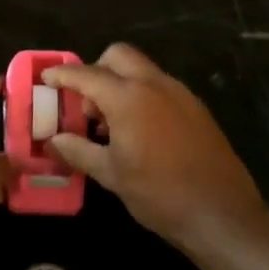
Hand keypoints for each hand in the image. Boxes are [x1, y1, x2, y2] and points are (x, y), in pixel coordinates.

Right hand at [43, 44, 265, 247]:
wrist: (222, 214)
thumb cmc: (159, 194)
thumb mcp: (111, 174)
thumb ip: (78, 150)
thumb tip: (53, 140)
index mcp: (129, 98)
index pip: (87, 74)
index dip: (63, 75)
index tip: (46, 79)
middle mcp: (155, 85)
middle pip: (119, 56)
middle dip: (97, 70)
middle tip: (87, 104)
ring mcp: (180, 94)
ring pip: (142, 70)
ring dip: (120, 83)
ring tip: (111, 124)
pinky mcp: (196, 108)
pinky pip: (161, 87)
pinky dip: (142, 95)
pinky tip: (139, 131)